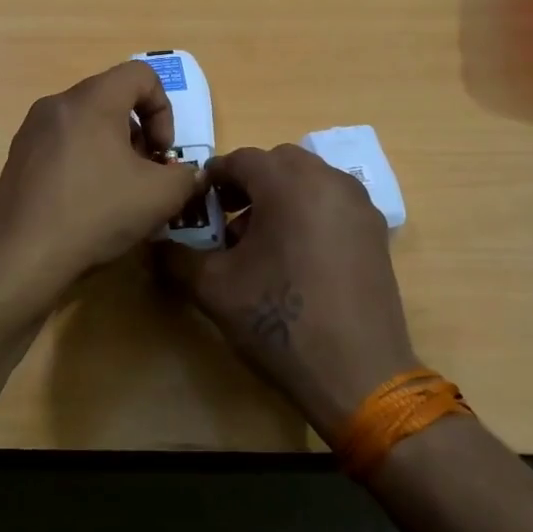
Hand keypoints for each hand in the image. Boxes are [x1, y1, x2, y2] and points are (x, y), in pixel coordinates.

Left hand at [0, 62, 204, 303]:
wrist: (23, 256)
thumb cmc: (96, 213)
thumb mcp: (160, 197)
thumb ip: (187, 176)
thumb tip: (188, 175)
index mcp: (92, 100)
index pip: (140, 74)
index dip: (164, 109)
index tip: (162, 152)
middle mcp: (57, 104)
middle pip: (112, 98)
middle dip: (139, 132)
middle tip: (145, 173)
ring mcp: (31, 130)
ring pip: (85, 121)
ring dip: (112, 147)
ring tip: (118, 190)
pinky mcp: (17, 157)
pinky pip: (62, 143)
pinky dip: (84, 159)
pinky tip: (86, 201)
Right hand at [159, 145, 417, 441]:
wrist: (357, 372)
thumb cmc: (279, 319)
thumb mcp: (214, 288)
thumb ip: (177, 257)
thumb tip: (156, 245)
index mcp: (288, 183)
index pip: (241, 159)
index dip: (212, 179)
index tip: (196, 204)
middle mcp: (329, 180)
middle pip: (279, 162)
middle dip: (249, 183)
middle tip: (227, 217)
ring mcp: (359, 205)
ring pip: (310, 180)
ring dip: (281, 196)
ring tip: (261, 241)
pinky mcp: (376, 232)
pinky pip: (333, 203)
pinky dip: (309, 212)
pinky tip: (296, 256)